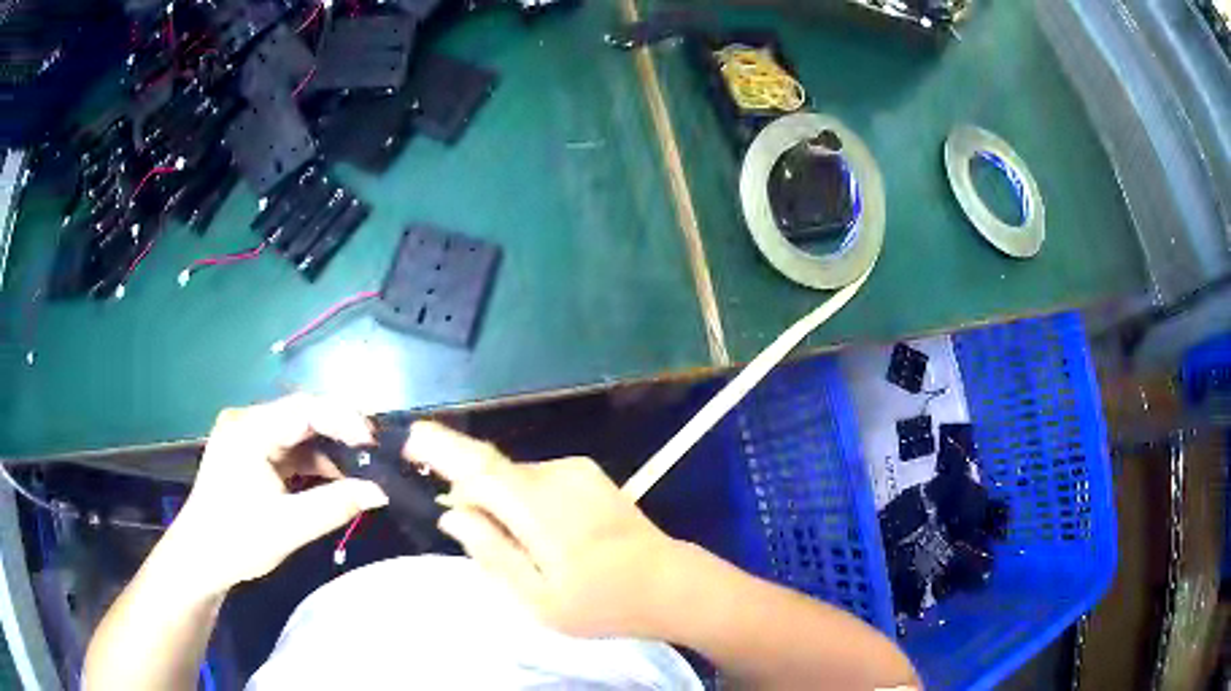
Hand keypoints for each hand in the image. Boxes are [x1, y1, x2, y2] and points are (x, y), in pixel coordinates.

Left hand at [166, 394, 388, 595]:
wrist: (200, 560)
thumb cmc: (237, 541)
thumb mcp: (289, 527)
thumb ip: (335, 505)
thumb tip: (381, 491)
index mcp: (248, 430)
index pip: (303, 409)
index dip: (344, 419)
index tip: (375, 443)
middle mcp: (247, 422)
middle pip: (302, 417)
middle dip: (340, 435)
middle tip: (376, 456)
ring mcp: (248, 436)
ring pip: (298, 434)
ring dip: (329, 451)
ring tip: (363, 470)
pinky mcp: (251, 453)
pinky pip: (289, 450)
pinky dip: (314, 464)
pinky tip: (336, 479)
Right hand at [404, 422, 687, 638]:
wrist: (669, 584)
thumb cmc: (601, 603)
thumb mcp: (537, 598)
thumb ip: (490, 552)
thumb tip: (451, 514)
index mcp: (539, 509)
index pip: (477, 468)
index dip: (440, 449)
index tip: (410, 439)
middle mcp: (555, 476)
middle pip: (491, 472)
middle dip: (468, 493)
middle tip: (468, 532)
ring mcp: (576, 470)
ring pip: (513, 477)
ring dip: (498, 501)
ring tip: (518, 547)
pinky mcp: (588, 473)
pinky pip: (536, 479)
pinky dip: (521, 499)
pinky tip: (541, 534)